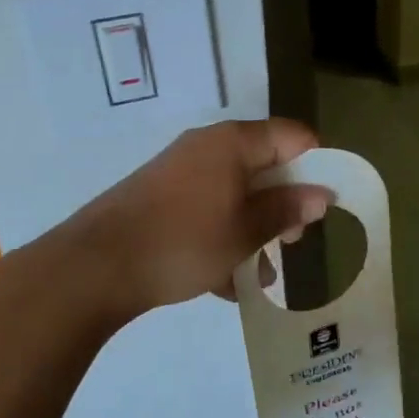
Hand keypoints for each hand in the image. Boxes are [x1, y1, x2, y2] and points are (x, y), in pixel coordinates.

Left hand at [69, 119, 331, 315]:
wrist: (94, 267)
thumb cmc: (183, 242)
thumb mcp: (245, 231)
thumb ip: (287, 210)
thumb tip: (321, 194)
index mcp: (233, 142)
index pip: (292, 136)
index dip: (316, 165)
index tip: (323, 205)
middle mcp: (207, 147)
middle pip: (264, 164)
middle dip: (284, 203)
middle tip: (291, 242)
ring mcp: (180, 171)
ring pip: (235, 193)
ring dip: (254, 228)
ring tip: (260, 274)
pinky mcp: (160, 198)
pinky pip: (207, 209)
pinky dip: (222, 236)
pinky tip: (224, 281)